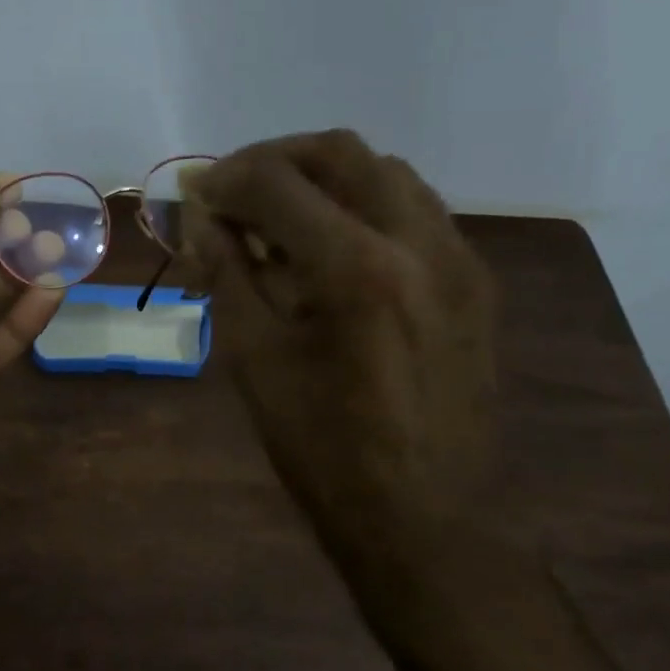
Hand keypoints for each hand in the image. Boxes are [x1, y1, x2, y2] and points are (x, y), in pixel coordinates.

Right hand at [177, 130, 497, 548]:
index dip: (224, 179)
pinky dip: (364, 205)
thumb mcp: (255, 359)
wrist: (425, 518)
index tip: (194, 196)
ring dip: (323, 178)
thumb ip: (226, 273)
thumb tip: (199, 217)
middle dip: (274, 160)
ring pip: (385, 172)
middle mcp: (418, 242)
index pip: (277, 182)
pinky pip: (416, 210)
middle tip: (234, 192)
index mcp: (356, 268)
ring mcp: (458, 258)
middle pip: (339, 151)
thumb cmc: (323, 449)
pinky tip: (334, 247)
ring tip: (281, 217)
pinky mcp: (475, 281)